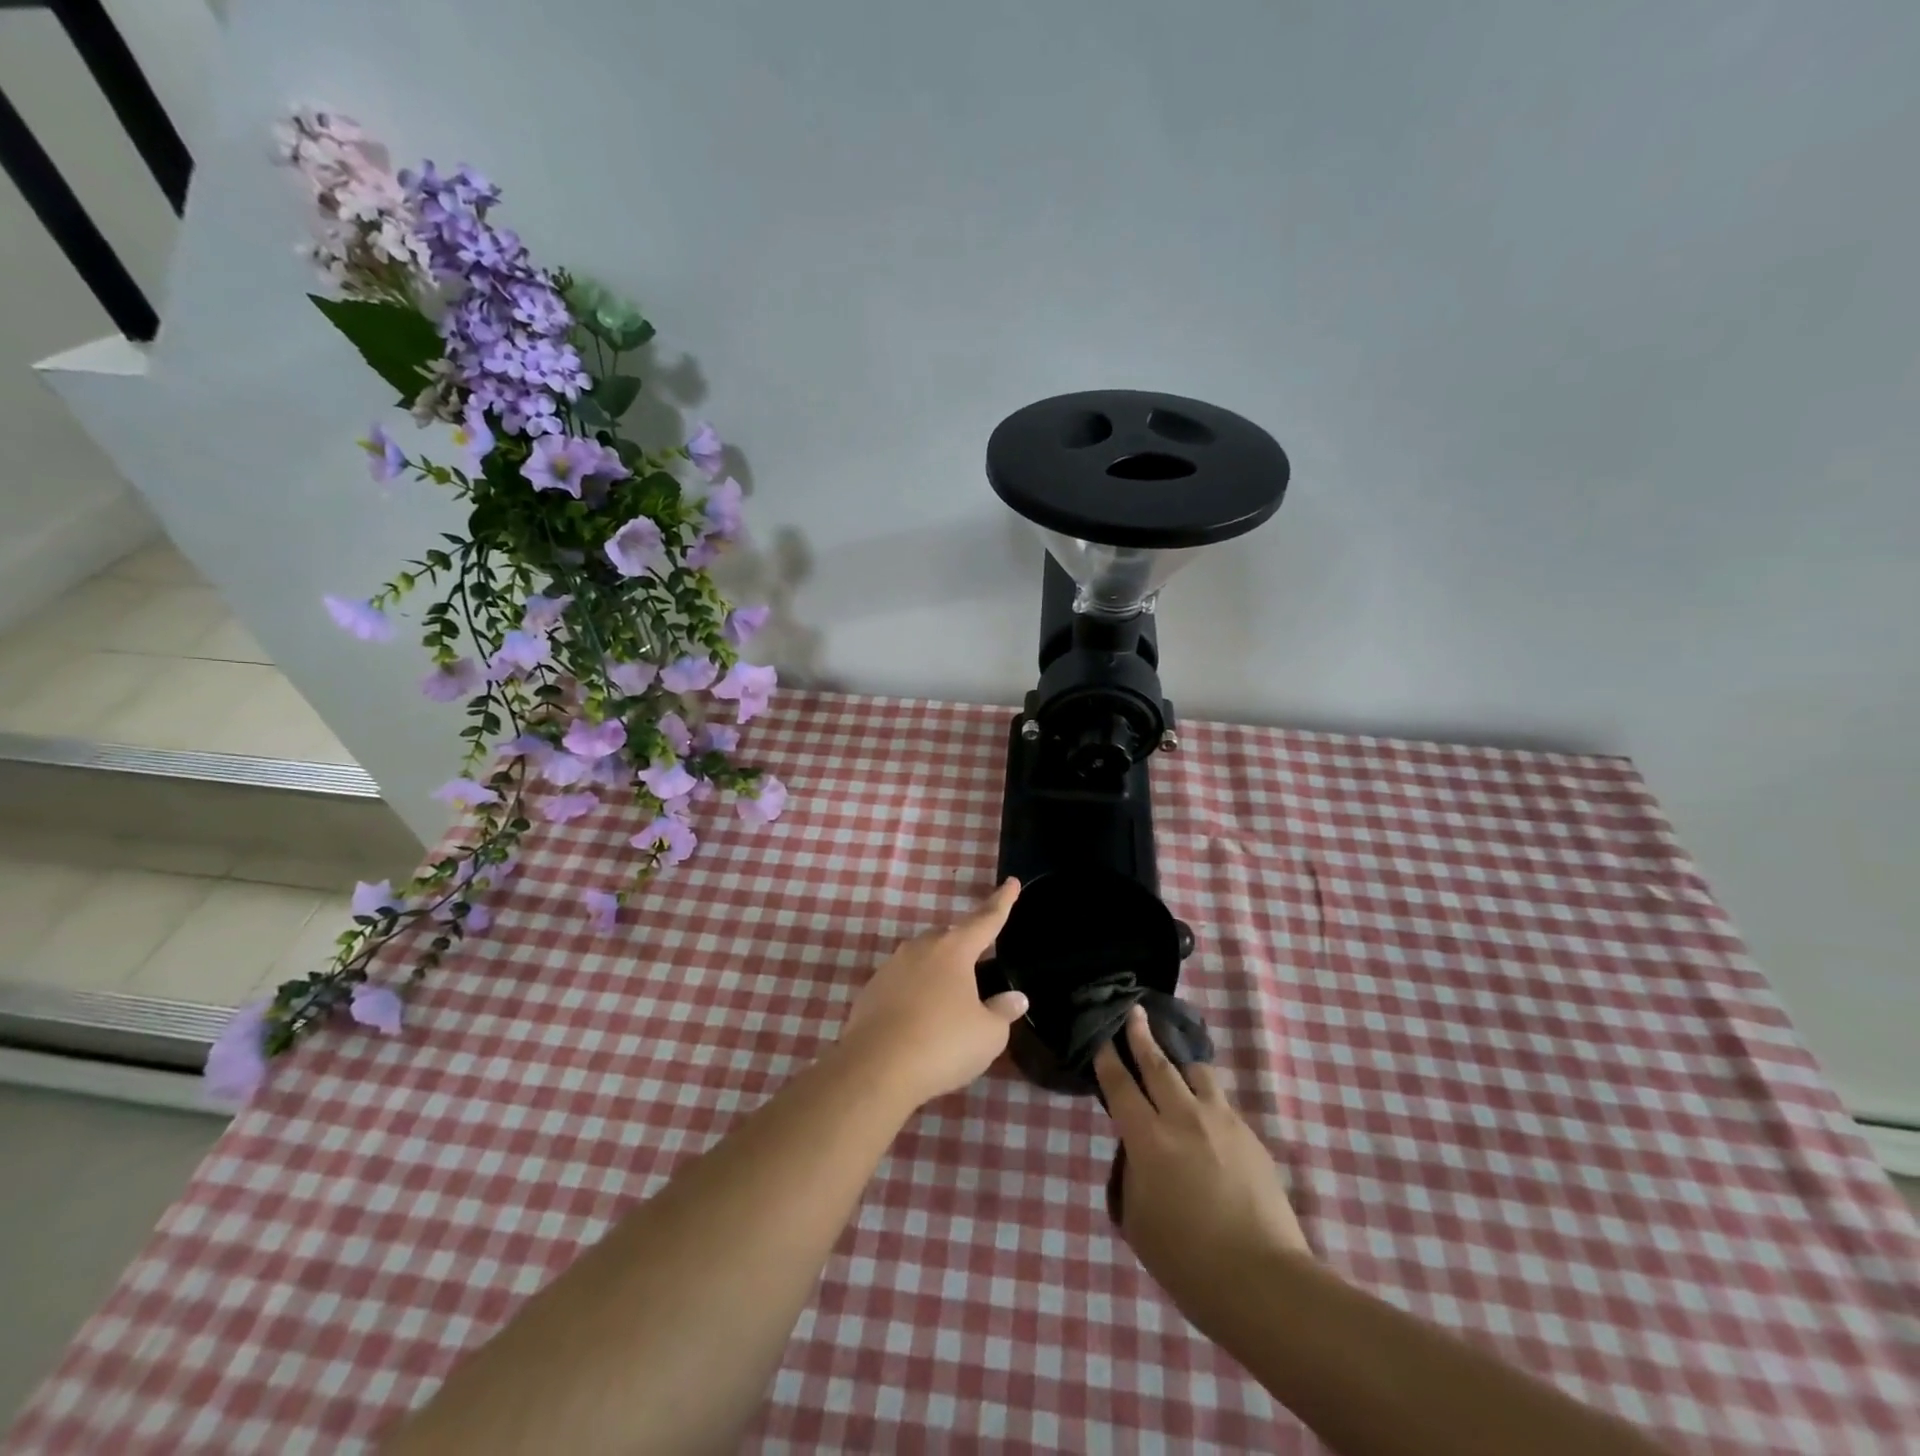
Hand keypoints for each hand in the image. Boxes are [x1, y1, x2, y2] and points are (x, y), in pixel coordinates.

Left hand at [839, 879, 1028, 1108]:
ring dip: (937, 973)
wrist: (875, 1068)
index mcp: (954, 950)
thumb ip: (1002, 1012)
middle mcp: (921, 948)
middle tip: (977, 968)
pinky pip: (902, 982)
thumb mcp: (988, 1035)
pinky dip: (914, 993)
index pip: (986, 920)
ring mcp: (891, 967)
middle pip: (949, 938)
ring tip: (948, 1001)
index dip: (1002, 902)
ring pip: (922, 959)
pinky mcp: (870, 990)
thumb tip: (1014, 997)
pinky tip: (919, 1019)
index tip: (1011, 882)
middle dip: (965, 947)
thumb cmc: (942, 1044)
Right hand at [1094, 1006, 1310, 1315]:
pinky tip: (1206, 1116)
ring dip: (1180, 1063)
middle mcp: (1183, 1117)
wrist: (1262, 1281)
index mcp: (1148, 1139)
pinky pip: (1222, 1103)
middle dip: (1141, 1034)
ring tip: (1175, 1063)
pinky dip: (1207, 1098)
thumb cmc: (1187, 1262)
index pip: (1119, 1086)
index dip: (1107, 1058)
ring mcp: (1221, 1122)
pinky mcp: (1250, 1136)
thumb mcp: (1137, 1221)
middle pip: (1158, 1064)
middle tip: (1134, 1010)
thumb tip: (1137, 1152)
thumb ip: (1131, 1176)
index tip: (1101, 1035)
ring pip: (1197, 1073)